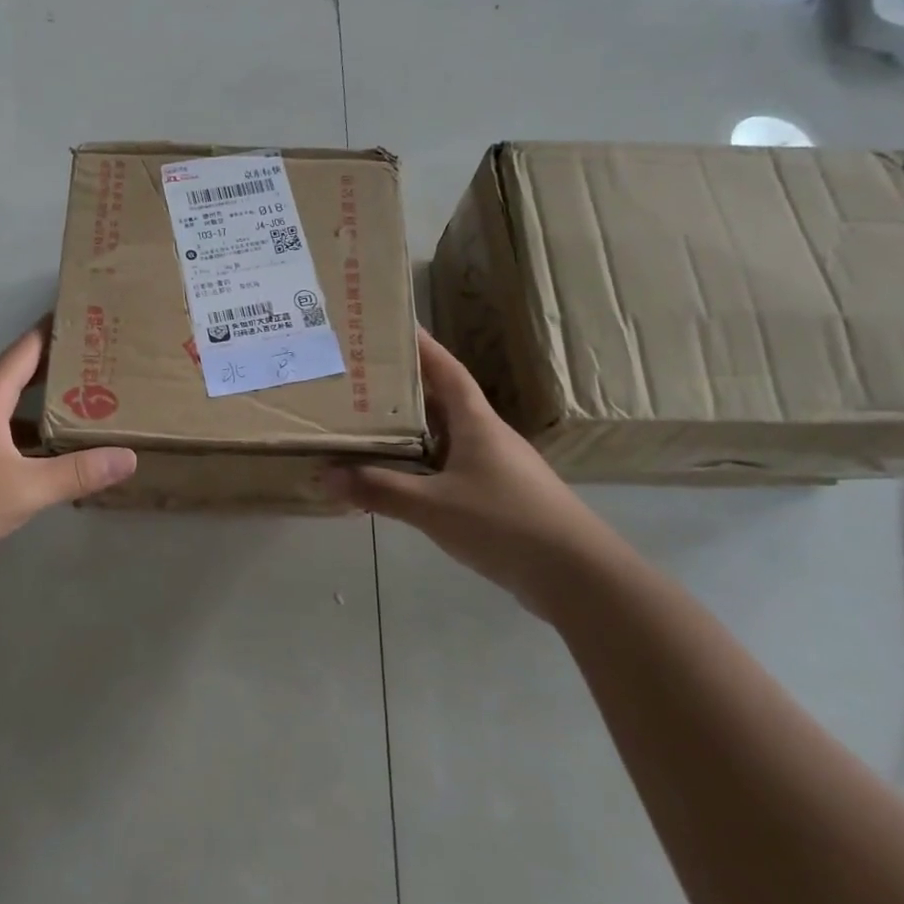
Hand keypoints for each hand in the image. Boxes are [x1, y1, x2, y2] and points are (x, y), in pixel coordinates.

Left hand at [0, 321, 136, 574]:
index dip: (56, 330)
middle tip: (103, 363)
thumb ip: (78, 472)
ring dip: (44, 404)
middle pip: (20, 374)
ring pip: (10, 407)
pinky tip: (50, 454)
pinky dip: (27, 434)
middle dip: (59, 368)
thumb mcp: (26, 489)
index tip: (90, 319)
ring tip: (88, 405)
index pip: (27, 348)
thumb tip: (128, 457)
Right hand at [326, 329, 624, 612]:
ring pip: (444, 438)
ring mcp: (495, 468)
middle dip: (403, 389)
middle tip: (360, 379)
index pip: (447, 371)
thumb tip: (326, 476)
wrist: (578, 577)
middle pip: (441, 402)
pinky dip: (421, 467)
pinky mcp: (498, 498)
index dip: (423, 346)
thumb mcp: (434, 506)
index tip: (394, 325)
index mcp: (476, 423)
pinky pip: (449, 470)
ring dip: (410, 431)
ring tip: (368, 425)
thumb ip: (380, 490)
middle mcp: (486, 437)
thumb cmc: (506, 523)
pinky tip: (398, 480)